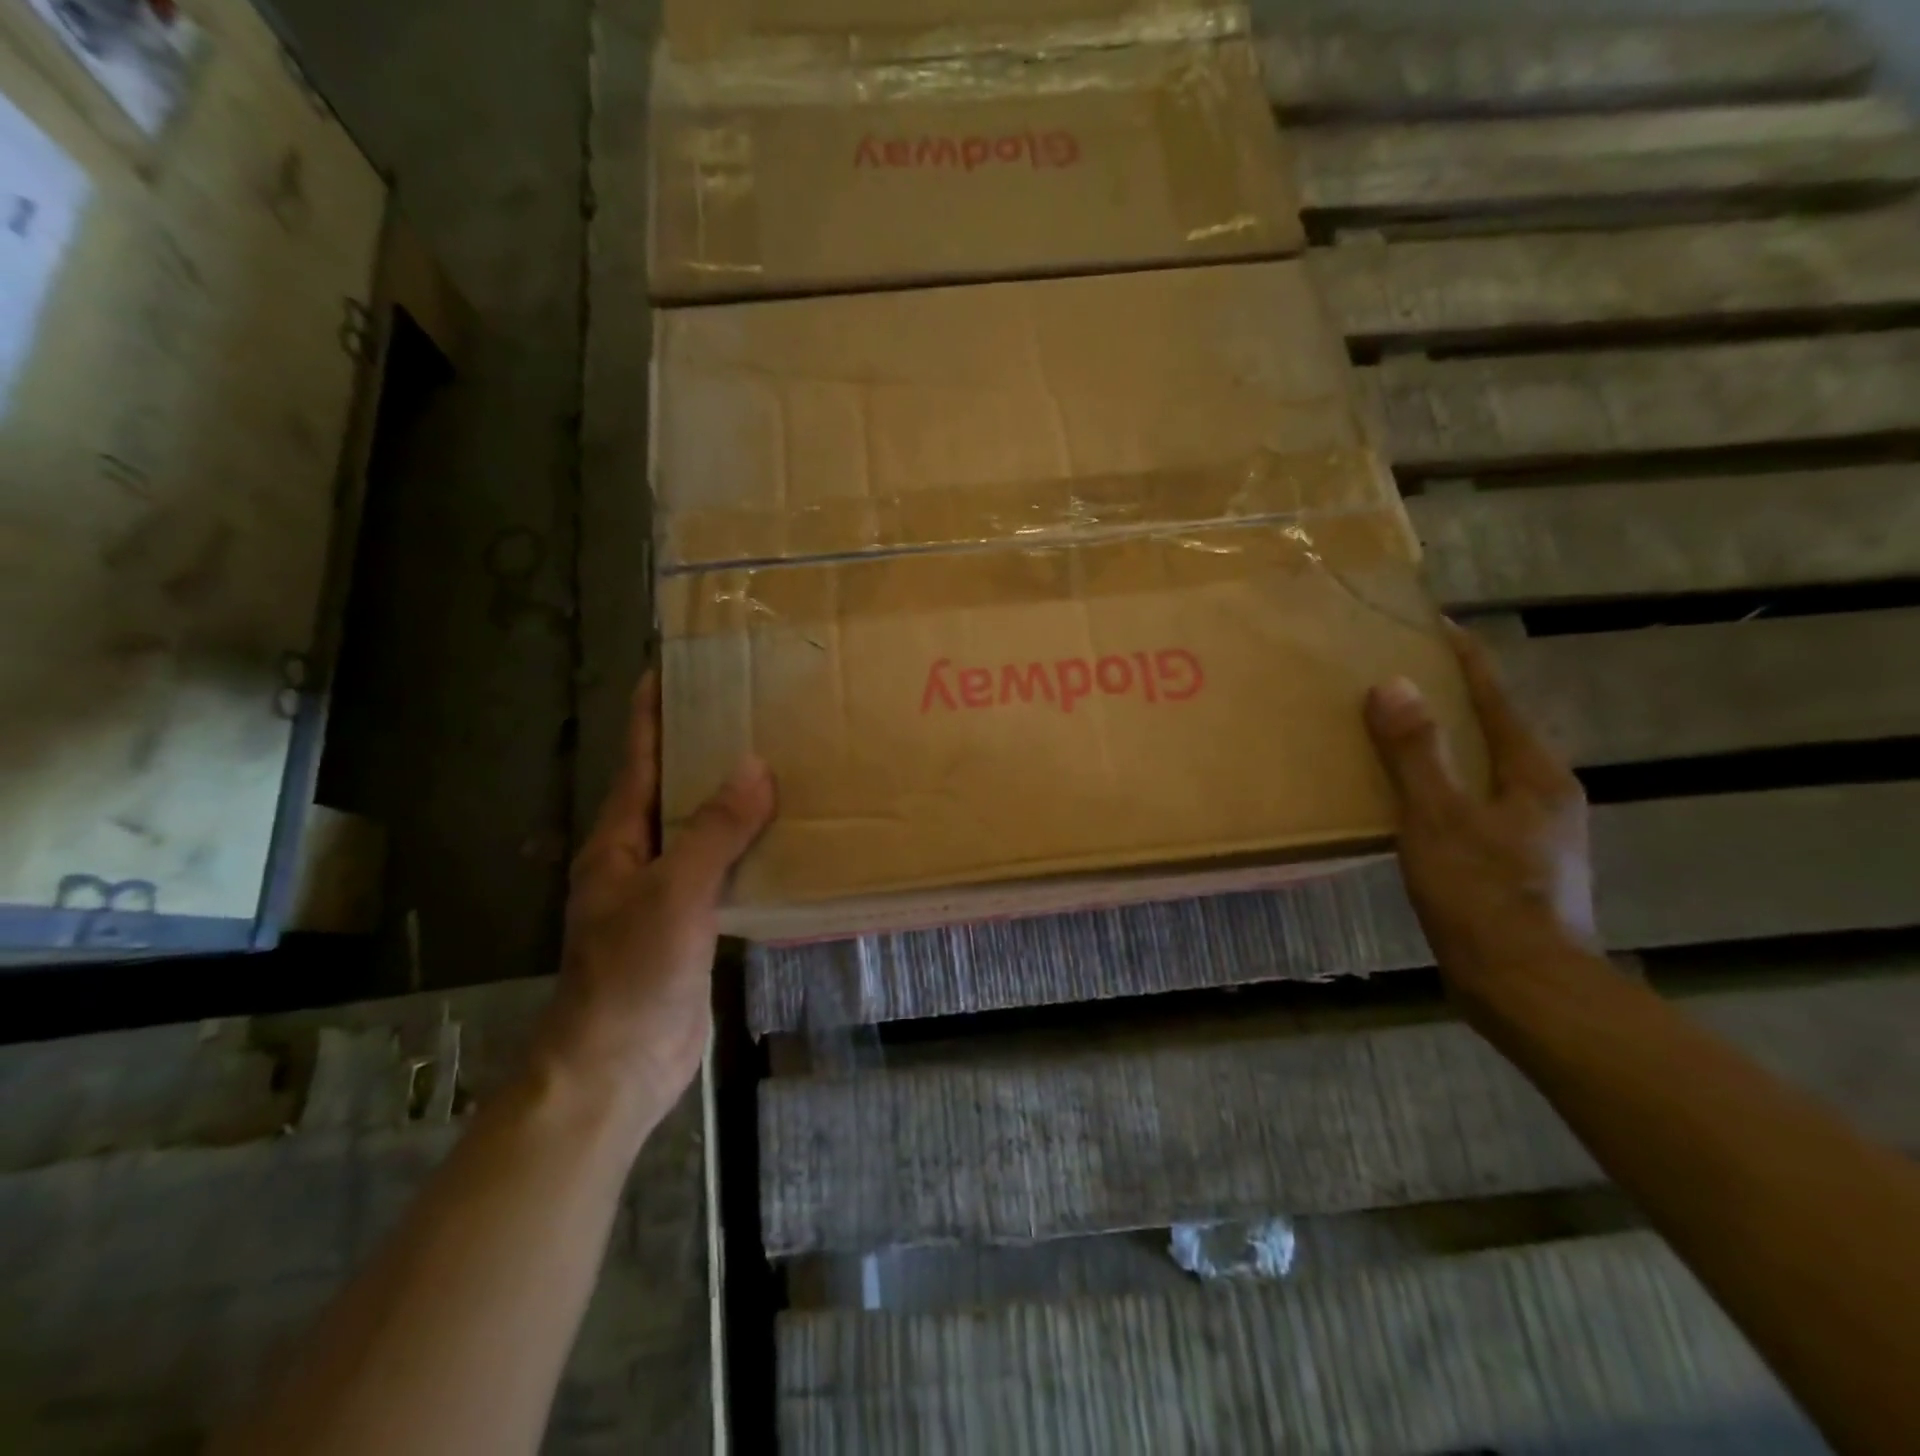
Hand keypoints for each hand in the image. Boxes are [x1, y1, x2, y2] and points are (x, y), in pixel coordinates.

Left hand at [534, 673, 774, 1133]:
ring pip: (703, 830)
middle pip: (673, 789)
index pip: (638, 758)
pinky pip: (725, 870)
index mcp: (619, 838)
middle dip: (704, 749)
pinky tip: (786, 838)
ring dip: (733, 800)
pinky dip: (750, 848)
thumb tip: (755, 767)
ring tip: (781, 764)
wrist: (616, 1067)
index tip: (674, 668)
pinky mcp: (695, 923)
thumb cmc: (631, 973)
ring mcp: (667, 892)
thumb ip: (714, 830)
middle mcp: (640, 856)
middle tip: (753, 710)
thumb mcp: (674, 893)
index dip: (651, 712)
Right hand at [1365, 625, 1596, 999]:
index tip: (1433, 625)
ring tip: (1393, 728)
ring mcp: (1532, 829)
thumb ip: (1417, 753)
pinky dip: (1439, 783)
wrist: (1526, 986)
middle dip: (1448, 698)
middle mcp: (1541, 792)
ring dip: (1442, 743)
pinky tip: (1406, 796)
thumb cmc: (1483, 896)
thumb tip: (1393, 685)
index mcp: (1533, 773)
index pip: (1495, 696)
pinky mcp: (1513, 860)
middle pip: (1491, 728)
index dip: (1463, 658)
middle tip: (1397, 675)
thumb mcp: (1439, 819)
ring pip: (1480, 767)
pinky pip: (1470, 800)